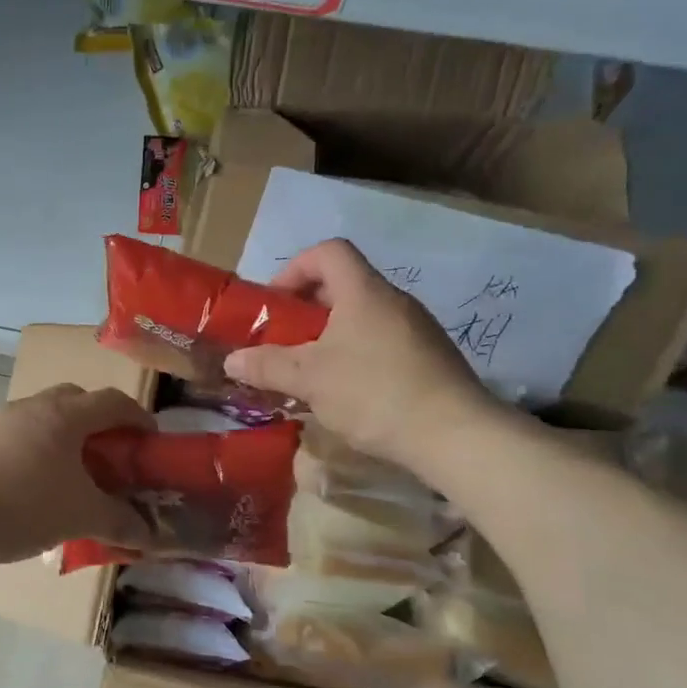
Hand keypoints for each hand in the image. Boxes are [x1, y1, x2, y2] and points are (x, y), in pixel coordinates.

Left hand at [0, 384, 155, 564]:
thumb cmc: (20, 505)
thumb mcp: (79, 517)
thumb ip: (120, 522)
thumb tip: (151, 535)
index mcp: (64, 414)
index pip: (113, 401)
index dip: (138, 418)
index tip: (151, 442)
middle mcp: (33, 406)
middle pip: (77, 401)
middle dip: (100, 424)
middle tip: (112, 457)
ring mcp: (0, 420)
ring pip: (45, 418)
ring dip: (65, 438)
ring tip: (73, 477)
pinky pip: (20, 436)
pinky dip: (37, 452)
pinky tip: (34, 487)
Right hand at [225, 239, 501, 467]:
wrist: (455, 435)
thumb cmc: (374, 393)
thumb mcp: (309, 379)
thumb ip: (266, 366)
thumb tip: (231, 361)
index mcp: (364, 292)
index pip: (329, 252)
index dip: (296, 268)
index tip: (276, 302)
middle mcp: (395, 301)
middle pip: (344, 285)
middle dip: (307, 309)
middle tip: (284, 339)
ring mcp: (418, 330)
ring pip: (363, 317)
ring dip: (330, 335)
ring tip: (310, 370)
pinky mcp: (431, 359)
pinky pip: (383, 342)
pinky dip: (357, 354)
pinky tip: (347, 392)